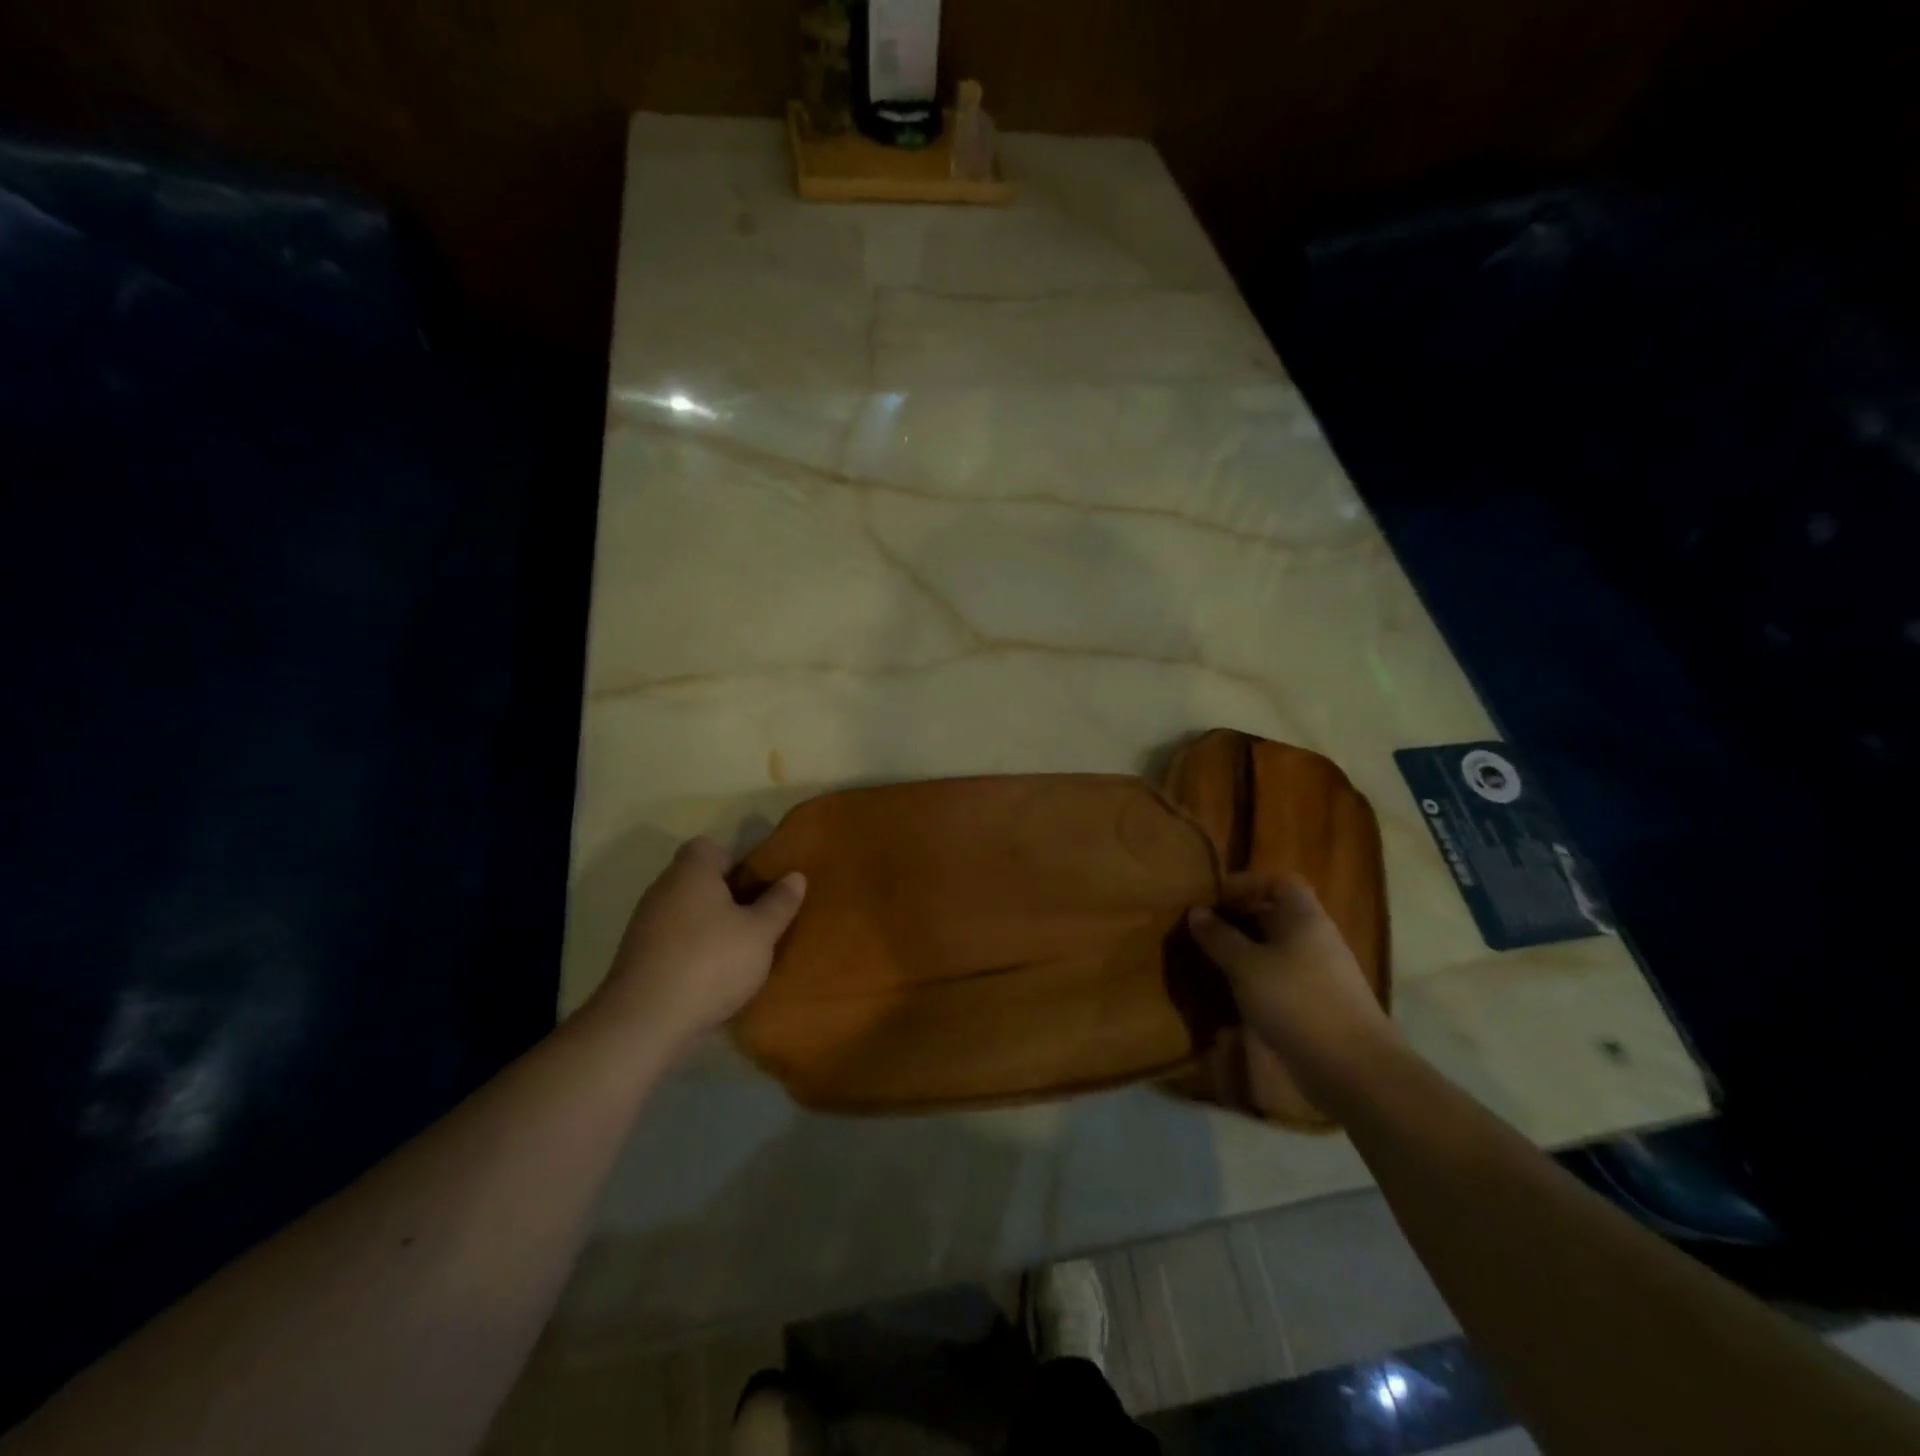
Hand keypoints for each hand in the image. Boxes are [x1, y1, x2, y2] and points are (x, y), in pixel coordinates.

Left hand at [589, 838, 805, 1048]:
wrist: (645, 1021)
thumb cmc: (711, 962)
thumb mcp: (760, 933)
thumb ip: (779, 903)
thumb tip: (795, 876)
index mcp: (691, 872)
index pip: (709, 847)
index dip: (734, 861)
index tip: (755, 886)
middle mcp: (662, 890)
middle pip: (696, 880)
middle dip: (725, 896)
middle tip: (755, 918)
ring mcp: (644, 925)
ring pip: (684, 912)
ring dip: (708, 926)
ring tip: (738, 951)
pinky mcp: (637, 958)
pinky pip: (672, 941)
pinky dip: (691, 950)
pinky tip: (711, 976)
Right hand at [1187, 874, 1397, 1098]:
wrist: (1354, 1068)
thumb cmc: (1296, 1002)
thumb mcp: (1246, 966)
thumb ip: (1219, 937)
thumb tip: (1196, 911)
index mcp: (1304, 918)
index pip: (1280, 882)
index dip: (1247, 884)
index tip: (1215, 899)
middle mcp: (1317, 938)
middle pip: (1278, 915)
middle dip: (1241, 919)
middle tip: (1206, 931)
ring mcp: (1322, 973)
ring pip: (1279, 949)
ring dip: (1247, 952)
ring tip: (1214, 963)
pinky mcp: (1320, 1004)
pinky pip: (1283, 978)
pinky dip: (1259, 980)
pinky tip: (1236, 996)